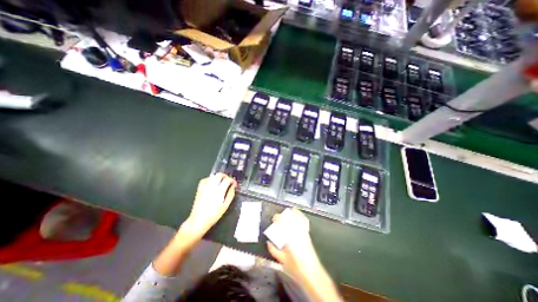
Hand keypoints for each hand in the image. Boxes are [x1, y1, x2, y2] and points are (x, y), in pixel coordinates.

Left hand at [182, 173, 235, 239]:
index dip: (232, 180)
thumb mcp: (225, 206)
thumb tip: (233, 187)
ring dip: (218, 177)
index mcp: (219, 191)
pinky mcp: (199, 189)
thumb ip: (230, 194)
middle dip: (226, 176)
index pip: (227, 179)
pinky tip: (212, 183)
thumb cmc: (213, 215)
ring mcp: (205, 187)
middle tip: (229, 181)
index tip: (234, 184)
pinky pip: (205, 179)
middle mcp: (212, 187)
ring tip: (222, 181)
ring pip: (213, 176)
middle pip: (219, 175)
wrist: (199, 221)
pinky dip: (210, 179)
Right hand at [264, 208, 317, 278]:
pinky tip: (299, 216)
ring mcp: (304, 232)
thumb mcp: (281, 260)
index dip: (277, 218)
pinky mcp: (308, 235)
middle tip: (279, 217)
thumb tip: (269, 243)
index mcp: (290, 236)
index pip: (283, 221)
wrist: (312, 273)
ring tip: (289, 211)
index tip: (274, 218)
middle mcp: (298, 232)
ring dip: (293, 213)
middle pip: (291, 218)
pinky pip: (305, 222)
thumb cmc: (296, 267)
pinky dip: (302, 217)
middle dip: (284, 215)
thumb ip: (273, 250)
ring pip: (299, 218)